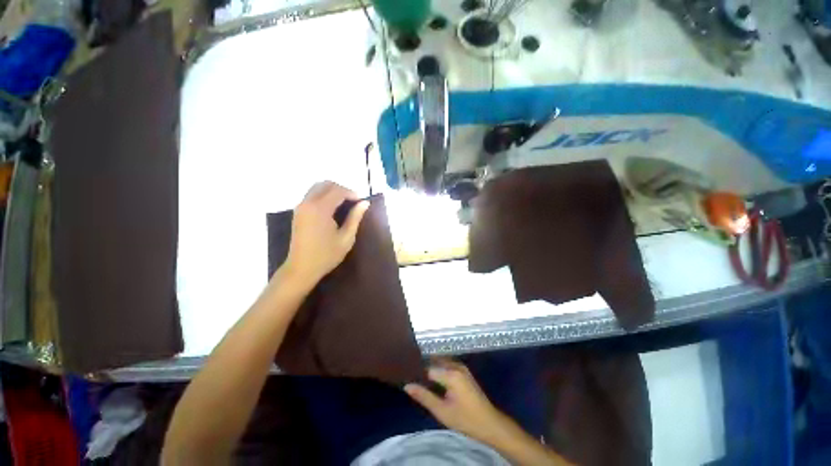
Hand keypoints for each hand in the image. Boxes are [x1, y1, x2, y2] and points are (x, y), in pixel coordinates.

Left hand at [281, 181, 368, 288]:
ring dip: (332, 191)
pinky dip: (324, 195)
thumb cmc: (326, 255)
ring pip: (317, 187)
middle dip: (342, 189)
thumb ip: (355, 218)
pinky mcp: (298, 211)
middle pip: (326, 184)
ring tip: (344, 203)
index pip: (338, 191)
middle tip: (353, 201)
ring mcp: (301, 206)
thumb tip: (365, 203)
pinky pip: (312, 195)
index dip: (352, 193)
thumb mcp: (346, 238)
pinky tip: (332, 208)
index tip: (361, 201)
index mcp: (320, 209)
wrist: (301, 268)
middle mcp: (308, 203)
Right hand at [404, 359, 510, 444]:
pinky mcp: (464, 371)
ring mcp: (461, 367)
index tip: (406, 376)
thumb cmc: (465, 419)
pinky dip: (439, 368)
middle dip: (423, 366)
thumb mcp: (442, 411)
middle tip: (411, 376)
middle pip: (434, 361)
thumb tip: (407, 385)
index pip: (428, 367)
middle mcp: (456, 365)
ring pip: (441, 362)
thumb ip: (424, 396)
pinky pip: (447, 364)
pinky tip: (432, 379)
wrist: (490, 423)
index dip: (417, 372)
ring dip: (431, 366)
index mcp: (451, 373)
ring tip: (418, 376)